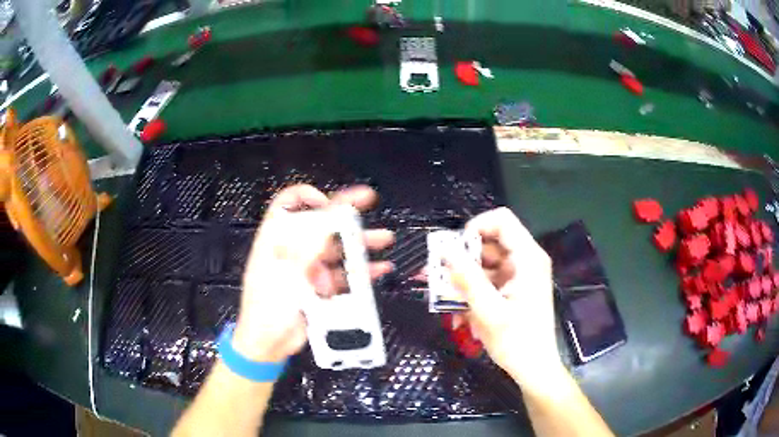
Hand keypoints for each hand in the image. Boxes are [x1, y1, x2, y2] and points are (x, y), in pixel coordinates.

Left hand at [232, 184, 393, 362]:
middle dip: (346, 214)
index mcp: (275, 241)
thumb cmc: (264, 311)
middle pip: (321, 225)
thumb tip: (326, 219)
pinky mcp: (320, 288)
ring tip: (382, 238)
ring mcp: (308, 270)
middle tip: (368, 203)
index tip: (329, 199)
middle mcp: (293, 251)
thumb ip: (307, 246)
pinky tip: (377, 268)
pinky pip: (344, 275)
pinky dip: (362, 271)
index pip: (287, 205)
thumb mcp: (284, 275)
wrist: (269, 345)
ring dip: (360, 243)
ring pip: (337, 249)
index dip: (307, 196)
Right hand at [446, 207, 561, 385]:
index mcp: (528, 258)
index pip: (501, 220)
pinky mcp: (513, 288)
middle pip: (490, 241)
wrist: (534, 368)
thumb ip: (466, 278)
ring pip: (485, 261)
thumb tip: (444, 249)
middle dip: (463, 256)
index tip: (455, 251)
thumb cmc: (517, 342)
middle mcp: (525, 260)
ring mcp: (519, 274)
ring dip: (464, 276)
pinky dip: (472, 289)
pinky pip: (488, 278)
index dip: (475, 228)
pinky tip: (460, 309)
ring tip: (446, 297)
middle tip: (440, 276)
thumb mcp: (488, 311)